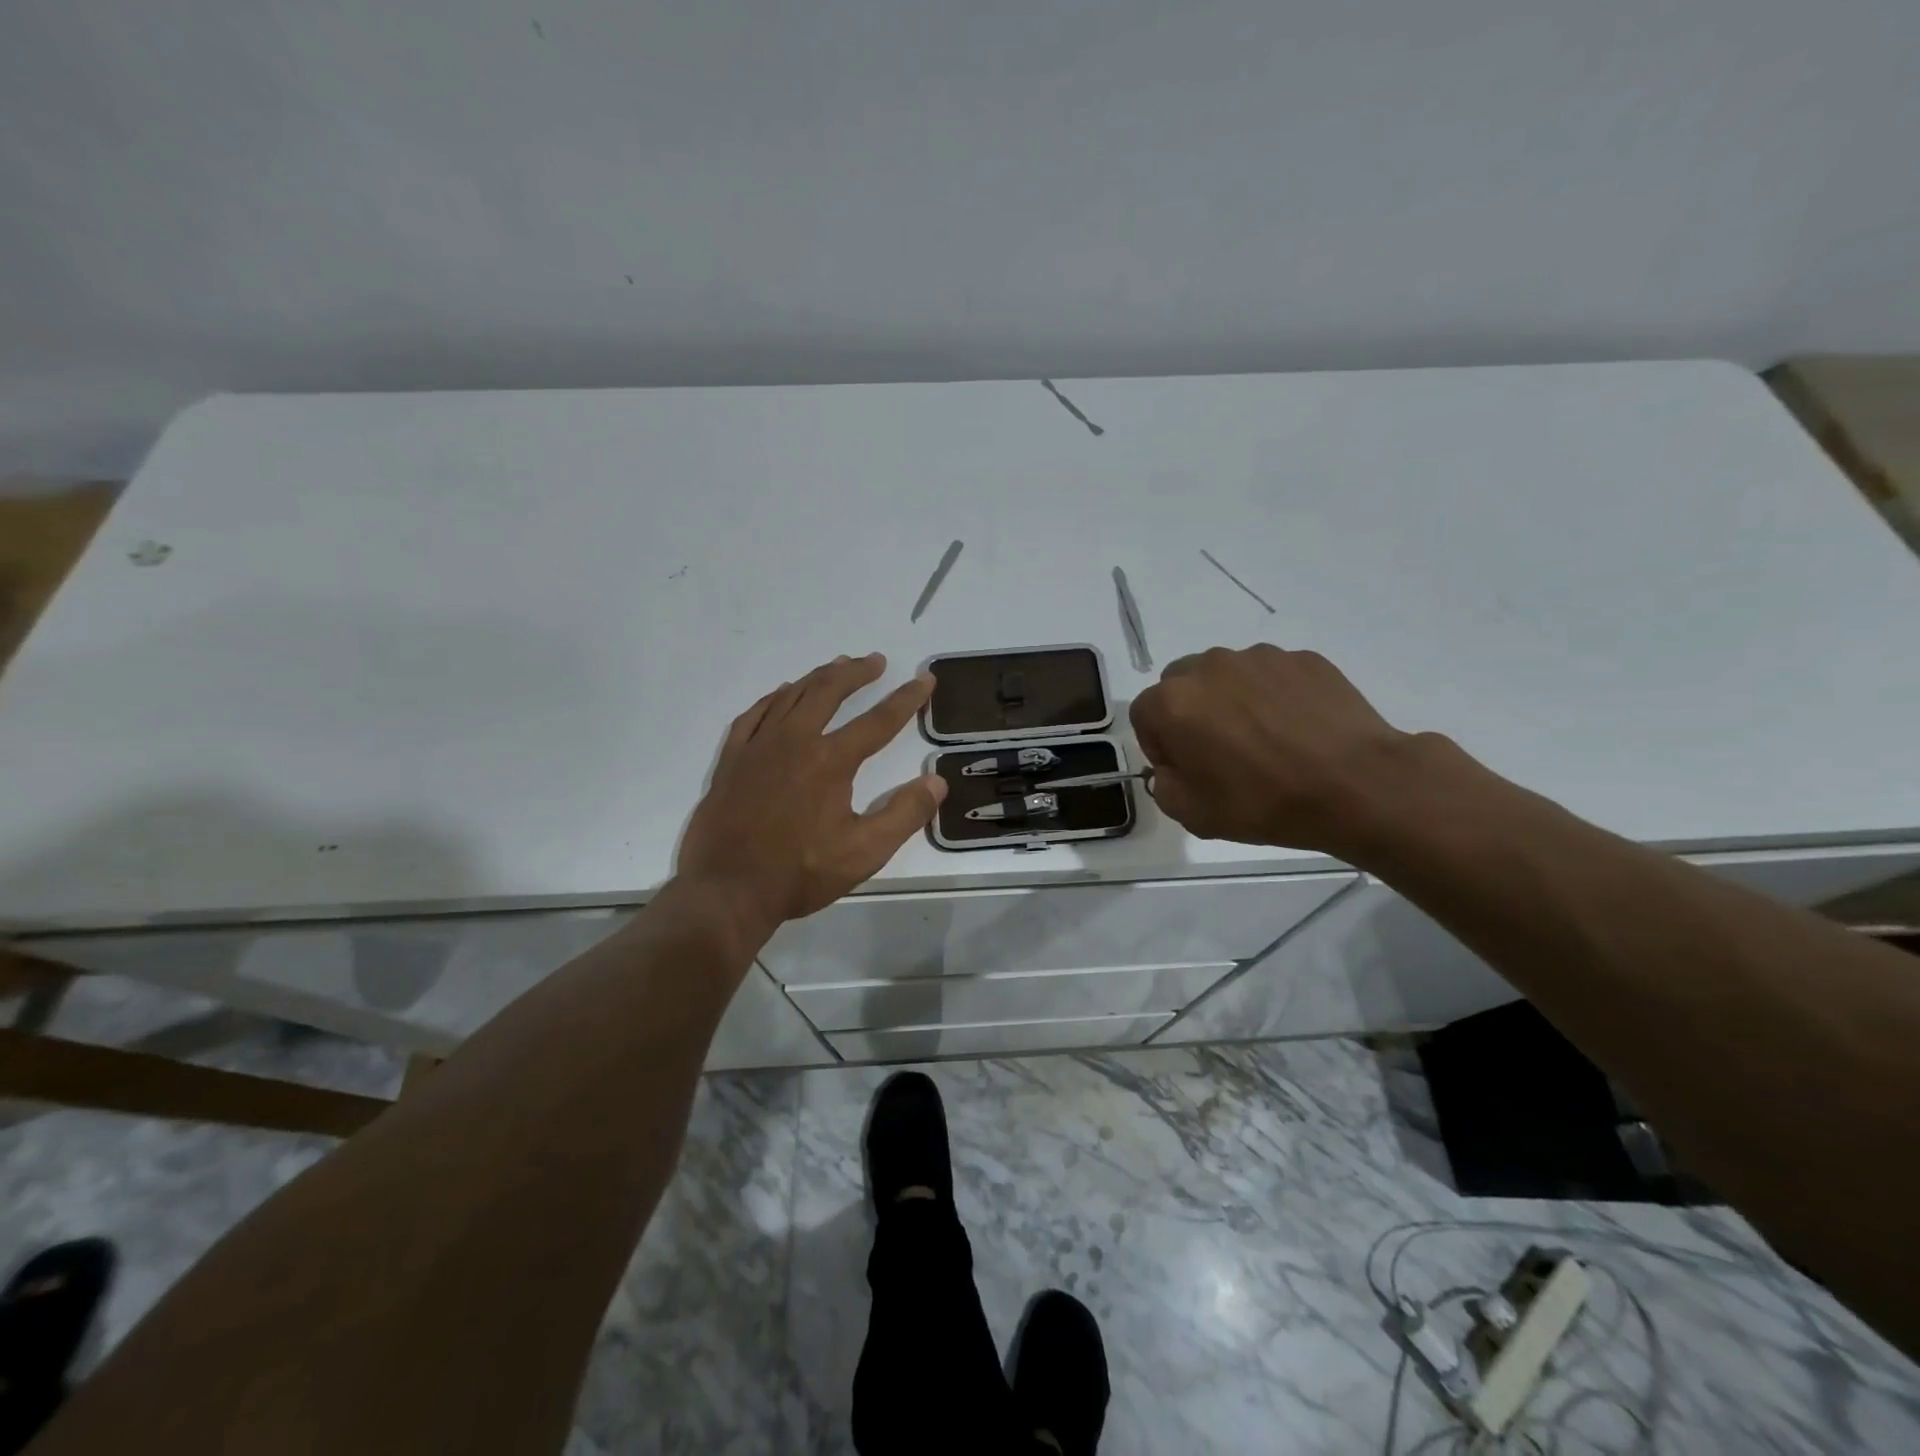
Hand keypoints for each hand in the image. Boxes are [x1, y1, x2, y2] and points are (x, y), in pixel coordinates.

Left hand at [678, 653, 947, 934]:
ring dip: (818, 677)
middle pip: (829, 692)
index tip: (925, 679)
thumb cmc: (800, 873)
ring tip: (836, 667)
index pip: (878, 721)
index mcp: (830, 760)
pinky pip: (754, 715)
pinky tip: (781, 694)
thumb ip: (905, 814)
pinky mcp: (732, 760)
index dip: (906, 699)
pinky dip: (773, 698)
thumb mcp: (865, 852)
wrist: (727, 890)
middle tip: (875, 661)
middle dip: (856, 672)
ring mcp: (758, 747)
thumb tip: (937, 781)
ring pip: (791, 696)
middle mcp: (794, 741)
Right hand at [1129, 644, 1429, 857]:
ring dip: (1230, 700)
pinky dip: (1273, 696)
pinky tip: (1297, 730)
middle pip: (1180, 684)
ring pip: (1227, 675)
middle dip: (1189, 713)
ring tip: (1264, 738)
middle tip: (1218, 750)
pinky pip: (1272, 675)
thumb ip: (1165, 785)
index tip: (1183, 768)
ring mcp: (1260, 658)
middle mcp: (1210, 667)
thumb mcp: (1193, 815)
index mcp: (1174, 702)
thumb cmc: (1265, 803)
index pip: (1143, 714)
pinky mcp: (1303, 659)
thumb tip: (1174, 767)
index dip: (1157, 744)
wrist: (1358, 786)